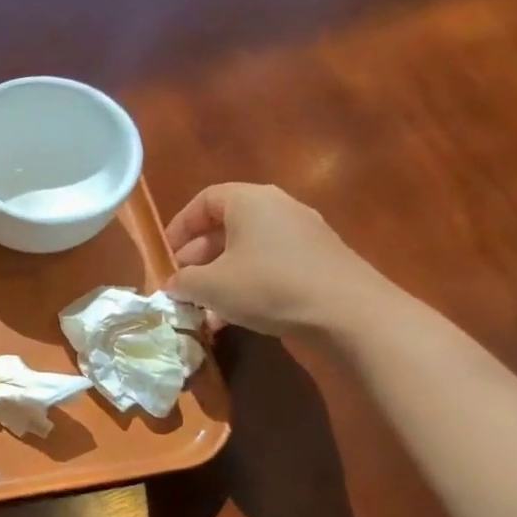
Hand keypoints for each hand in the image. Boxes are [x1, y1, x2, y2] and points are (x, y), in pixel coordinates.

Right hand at [164, 183, 391, 337]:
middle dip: (198, 257)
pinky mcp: (320, 261)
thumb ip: (182, 282)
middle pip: (226, 226)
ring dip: (220, 276)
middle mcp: (279, 208)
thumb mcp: (209, 286)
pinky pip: (271, 265)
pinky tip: (235, 316)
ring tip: (204, 307)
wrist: (350, 314)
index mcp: (250, 202)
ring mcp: (304, 234)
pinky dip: (248, 284)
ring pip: (247, 250)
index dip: (180, 226)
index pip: (204, 200)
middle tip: (182, 284)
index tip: (166, 254)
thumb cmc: (268, 286)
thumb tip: (174, 284)